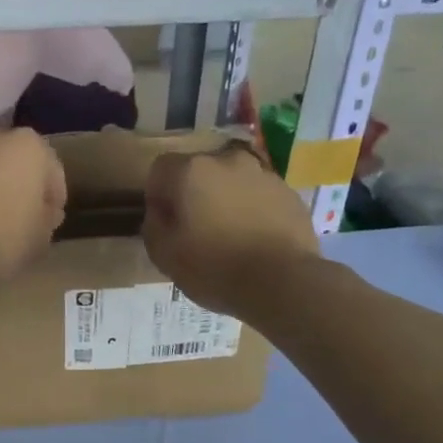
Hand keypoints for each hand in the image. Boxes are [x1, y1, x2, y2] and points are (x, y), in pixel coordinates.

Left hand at [0, 126, 65, 286]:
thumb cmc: (5, 237)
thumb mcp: (42, 236)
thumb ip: (46, 216)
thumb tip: (42, 212)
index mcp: (28, 145)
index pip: (51, 170)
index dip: (52, 197)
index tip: (49, 219)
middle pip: (10, 160)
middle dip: (15, 182)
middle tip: (16, 215)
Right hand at [143, 144, 319, 316]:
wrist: (283, 282)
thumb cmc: (214, 268)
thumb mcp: (164, 255)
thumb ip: (153, 225)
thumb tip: (160, 212)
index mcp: (191, 171)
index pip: (161, 169)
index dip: (157, 195)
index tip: (165, 224)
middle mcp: (227, 161)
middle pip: (199, 171)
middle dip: (194, 194)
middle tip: (196, 231)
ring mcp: (263, 174)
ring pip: (232, 181)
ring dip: (225, 200)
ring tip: (230, 237)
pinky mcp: (289, 193)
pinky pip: (260, 196)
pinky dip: (253, 210)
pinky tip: (255, 240)